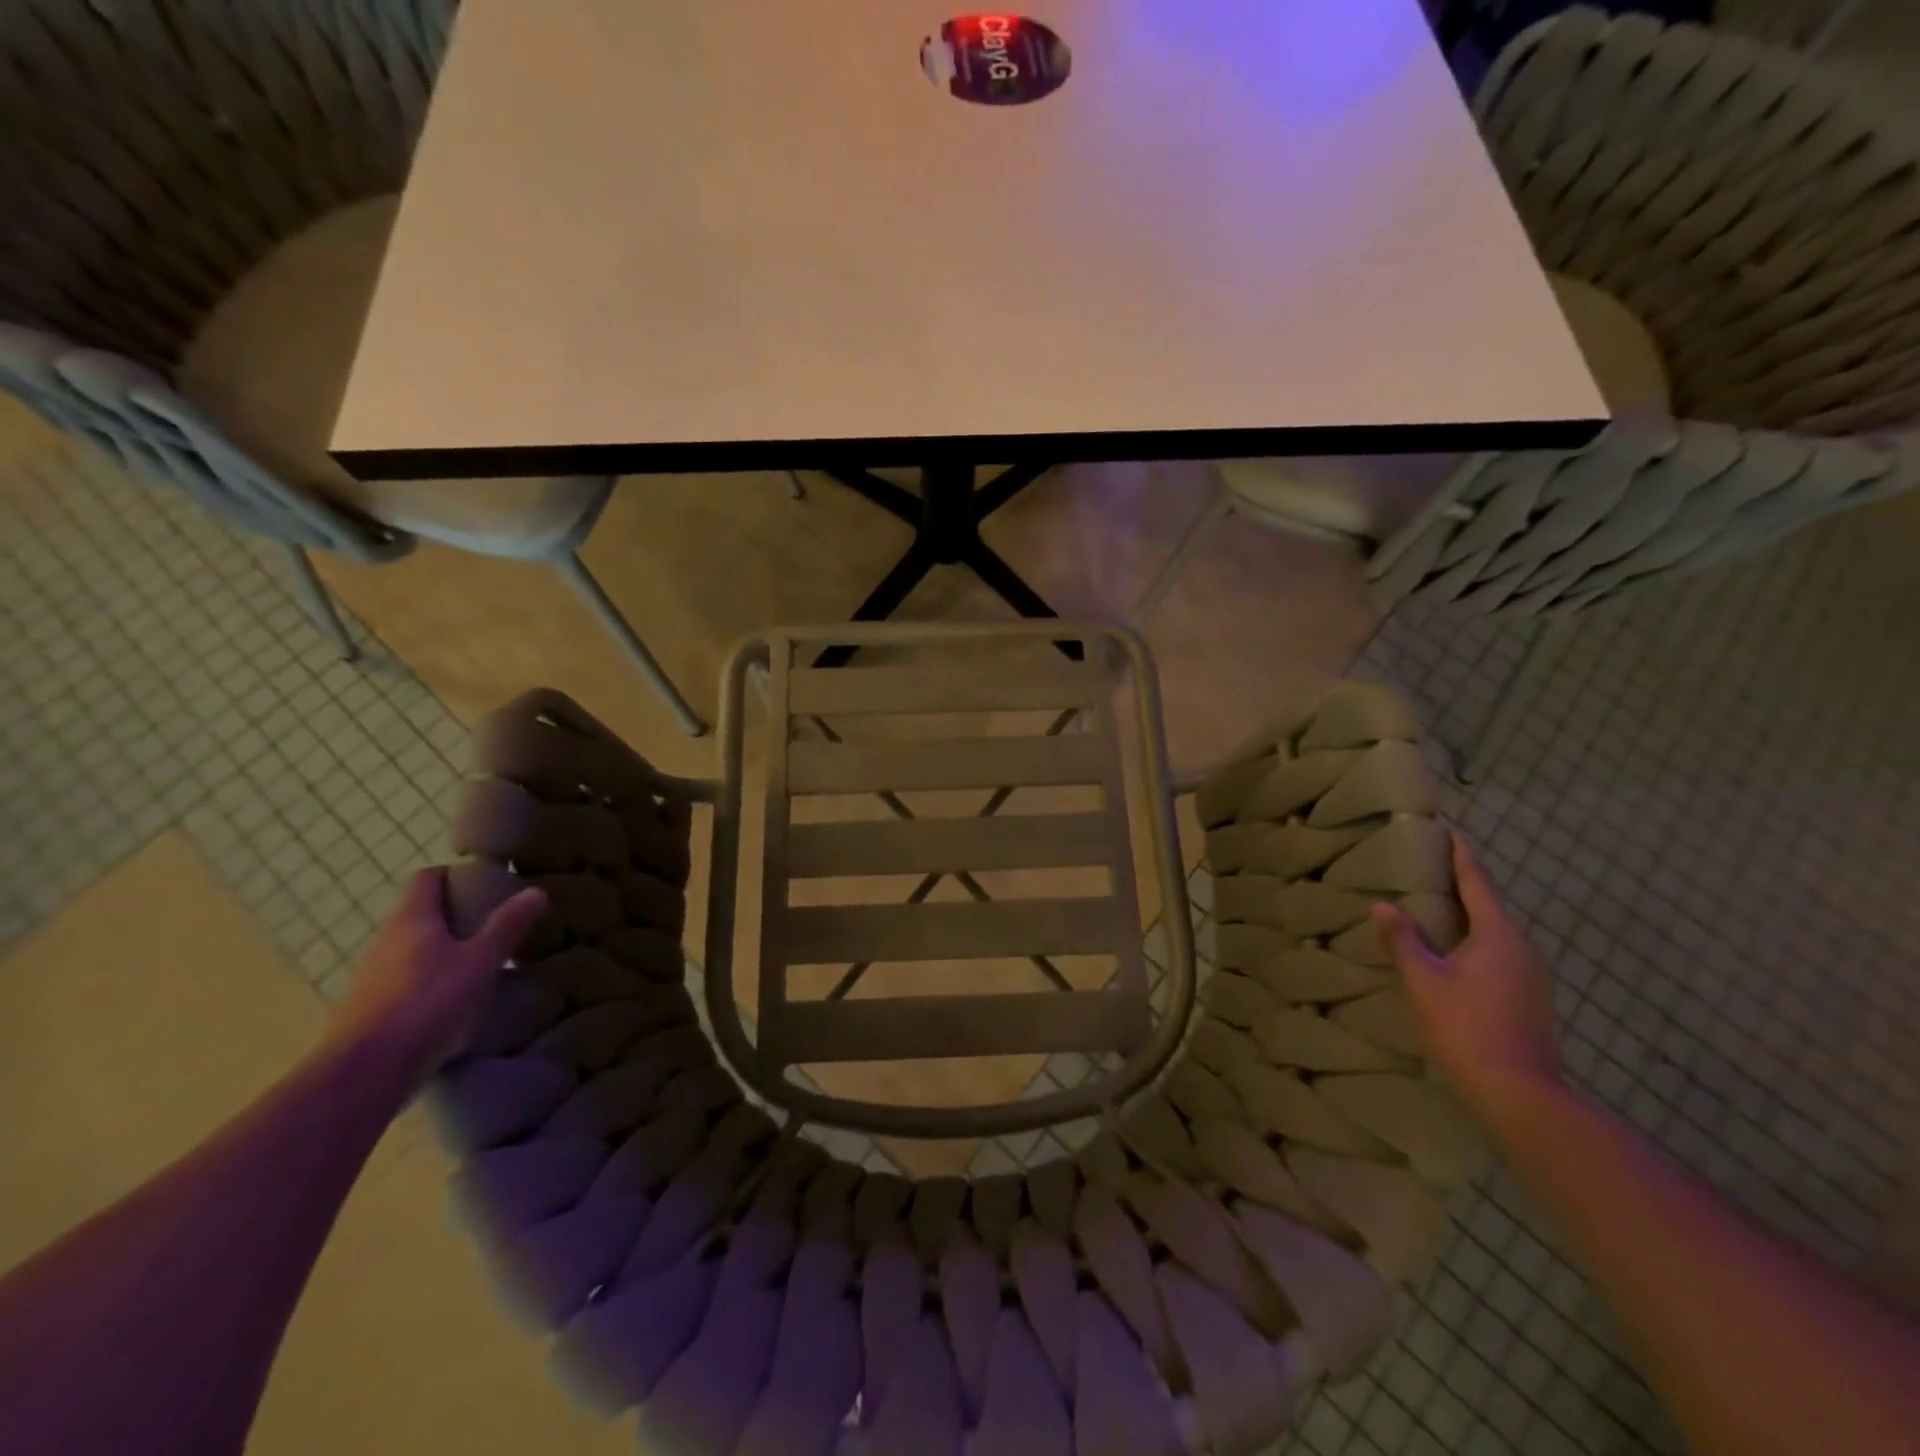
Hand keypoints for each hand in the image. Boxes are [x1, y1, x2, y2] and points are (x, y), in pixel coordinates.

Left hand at [322, 868, 546, 1094]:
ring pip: (412, 949)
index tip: (485, 884)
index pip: (427, 878)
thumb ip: (507, 926)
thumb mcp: (481, 962)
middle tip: (493, 925)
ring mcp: (372, 977)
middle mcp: (385, 941)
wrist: (364, 1074)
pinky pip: (405, 981)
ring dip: (443, 950)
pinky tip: (454, 1002)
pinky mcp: (369, 1010)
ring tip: (480, 964)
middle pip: (420, 914)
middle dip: (455, 915)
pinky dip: (430, 981)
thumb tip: (535, 891)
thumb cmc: (428, 1003)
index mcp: (411, 920)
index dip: (455, 875)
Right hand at [1370, 832, 1562, 1123]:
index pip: (1477, 882)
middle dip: (1461, 885)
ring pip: (1494, 933)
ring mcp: (1532, 975)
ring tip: (1434, 908)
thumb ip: (1404, 940)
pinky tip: (1452, 954)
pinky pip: (1499, 954)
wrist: (1520, 1094)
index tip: (1449, 830)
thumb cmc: (1467, 1028)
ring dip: (1466, 917)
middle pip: (1488, 906)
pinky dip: (1474, 942)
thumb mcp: (1424, 982)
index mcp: (1498, 935)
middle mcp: (1523, 948)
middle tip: (1428, 868)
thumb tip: (1382, 906)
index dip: (1461, 855)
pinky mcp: (1531, 998)